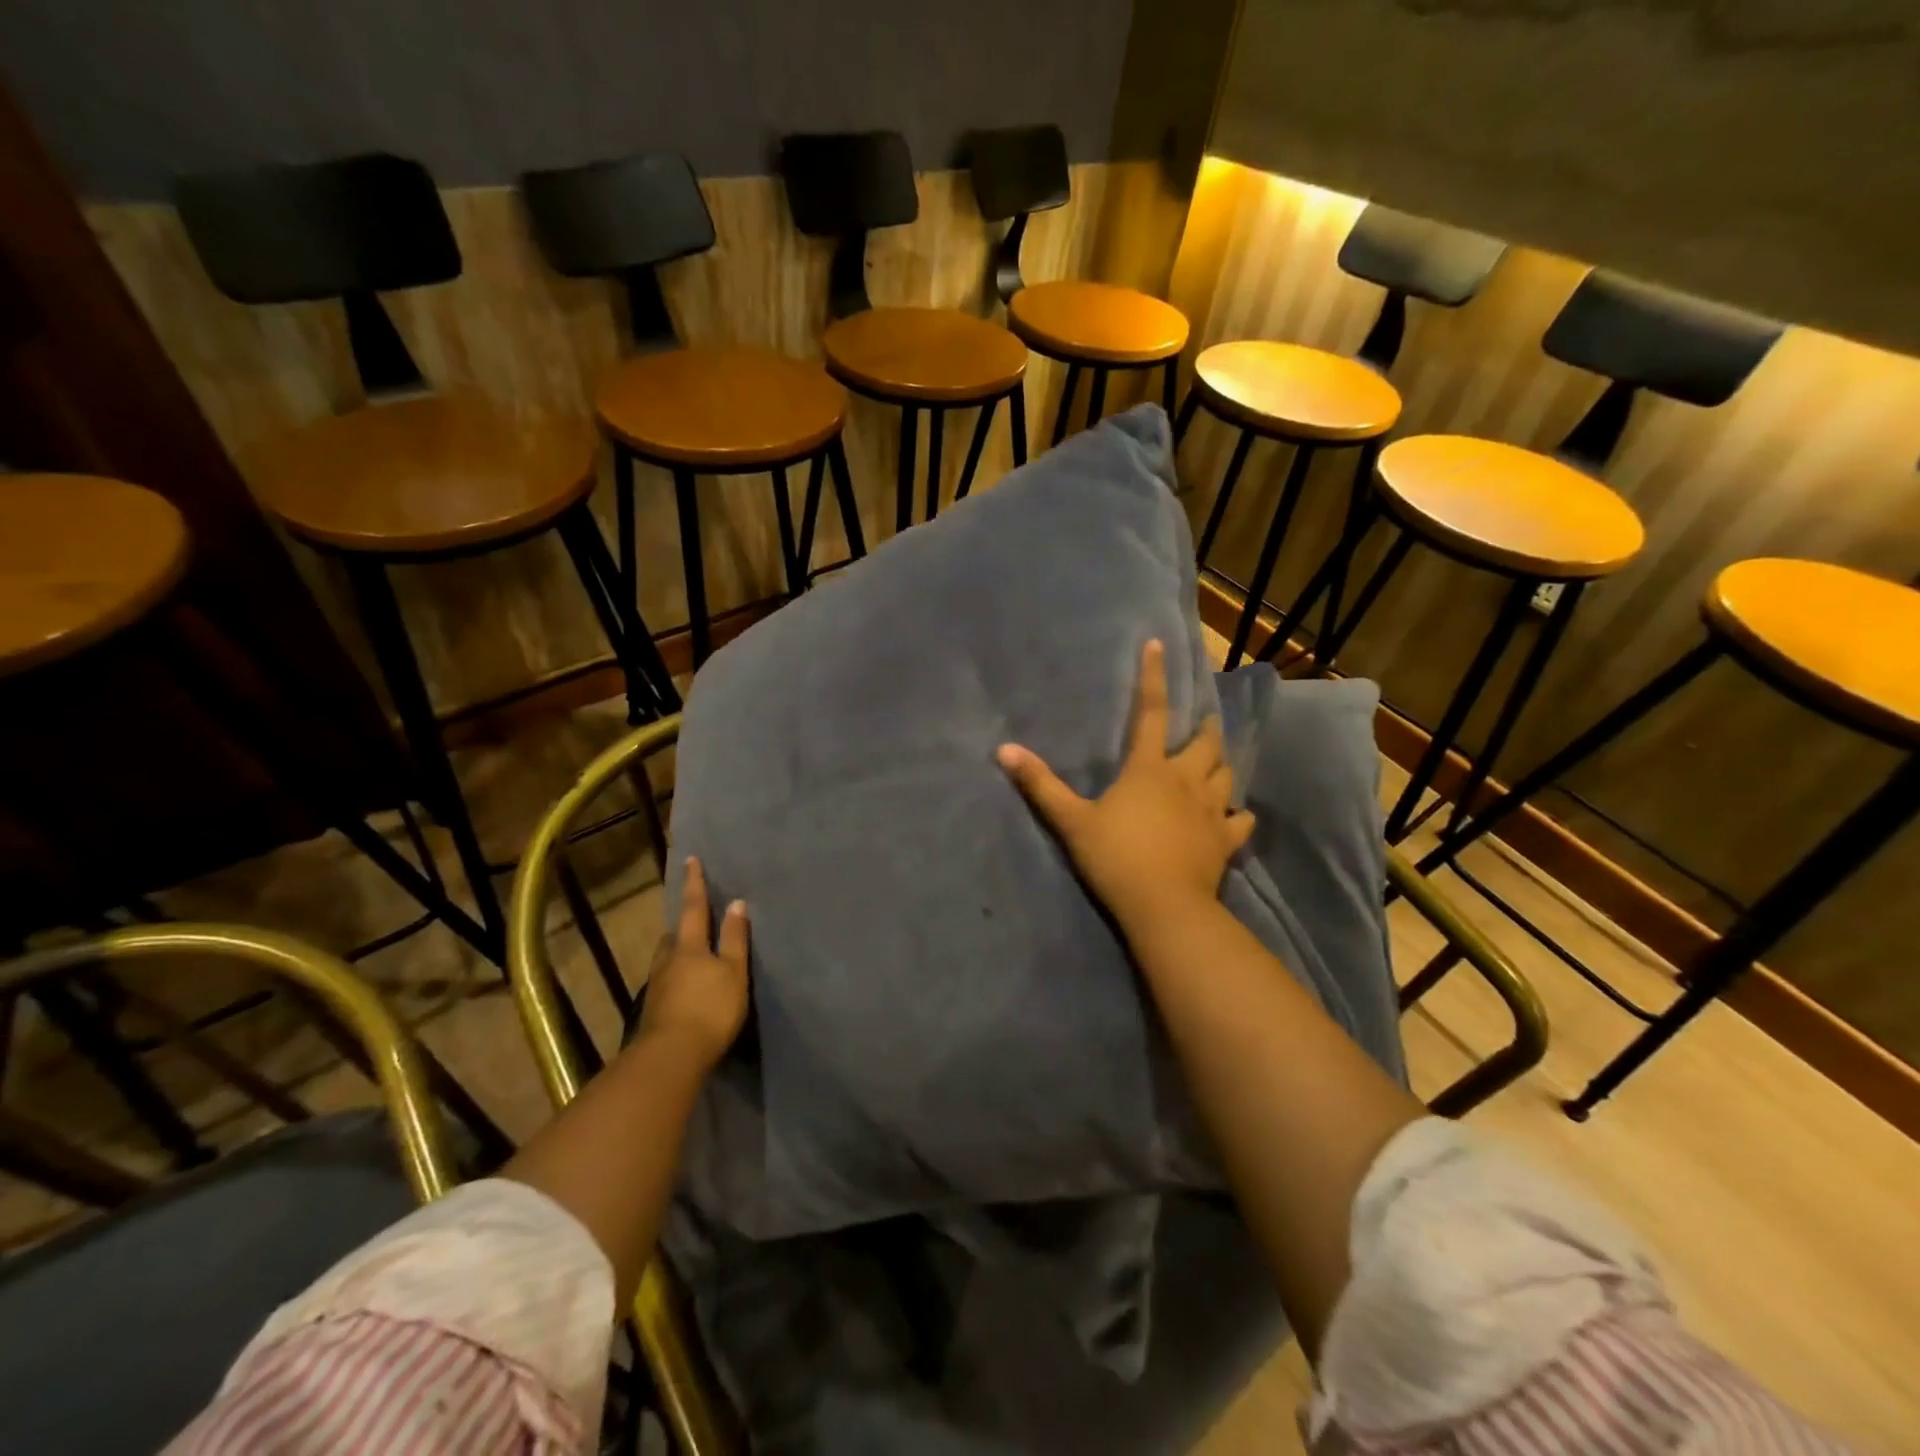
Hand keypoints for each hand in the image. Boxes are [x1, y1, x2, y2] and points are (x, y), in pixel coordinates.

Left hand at [637, 855, 749, 1069]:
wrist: (671, 1057)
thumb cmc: (709, 1008)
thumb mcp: (732, 971)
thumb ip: (734, 939)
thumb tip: (736, 903)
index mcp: (688, 946)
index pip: (694, 908)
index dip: (695, 884)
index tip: (691, 859)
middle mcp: (668, 960)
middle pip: (674, 935)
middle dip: (683, 924)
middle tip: (693, 918)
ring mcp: (657, 986)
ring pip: (667, 958)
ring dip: (677, 951)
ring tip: (690, 951)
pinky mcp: (655, 1009)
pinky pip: (667, 980)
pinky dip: (677, 975)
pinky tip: (685, 985)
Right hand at [997, 639, 1254, 933]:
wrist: (1164, 906)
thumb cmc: (1116, 857)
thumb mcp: (1071, 820)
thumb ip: (1040, 785)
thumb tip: (1004, 750)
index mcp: (1149, 768)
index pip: (1151, 712)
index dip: (1153, 677)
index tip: (1158, 646)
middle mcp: (1185, 781)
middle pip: (1205, 743)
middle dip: (1205, 728)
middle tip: (1204, 722)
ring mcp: (1210, 811)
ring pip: (1227, 776)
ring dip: (1222, 764)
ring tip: (1218, 760)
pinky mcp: (1225, 842)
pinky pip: (1240, 821)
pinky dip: (1238, 814)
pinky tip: (1237, 815)